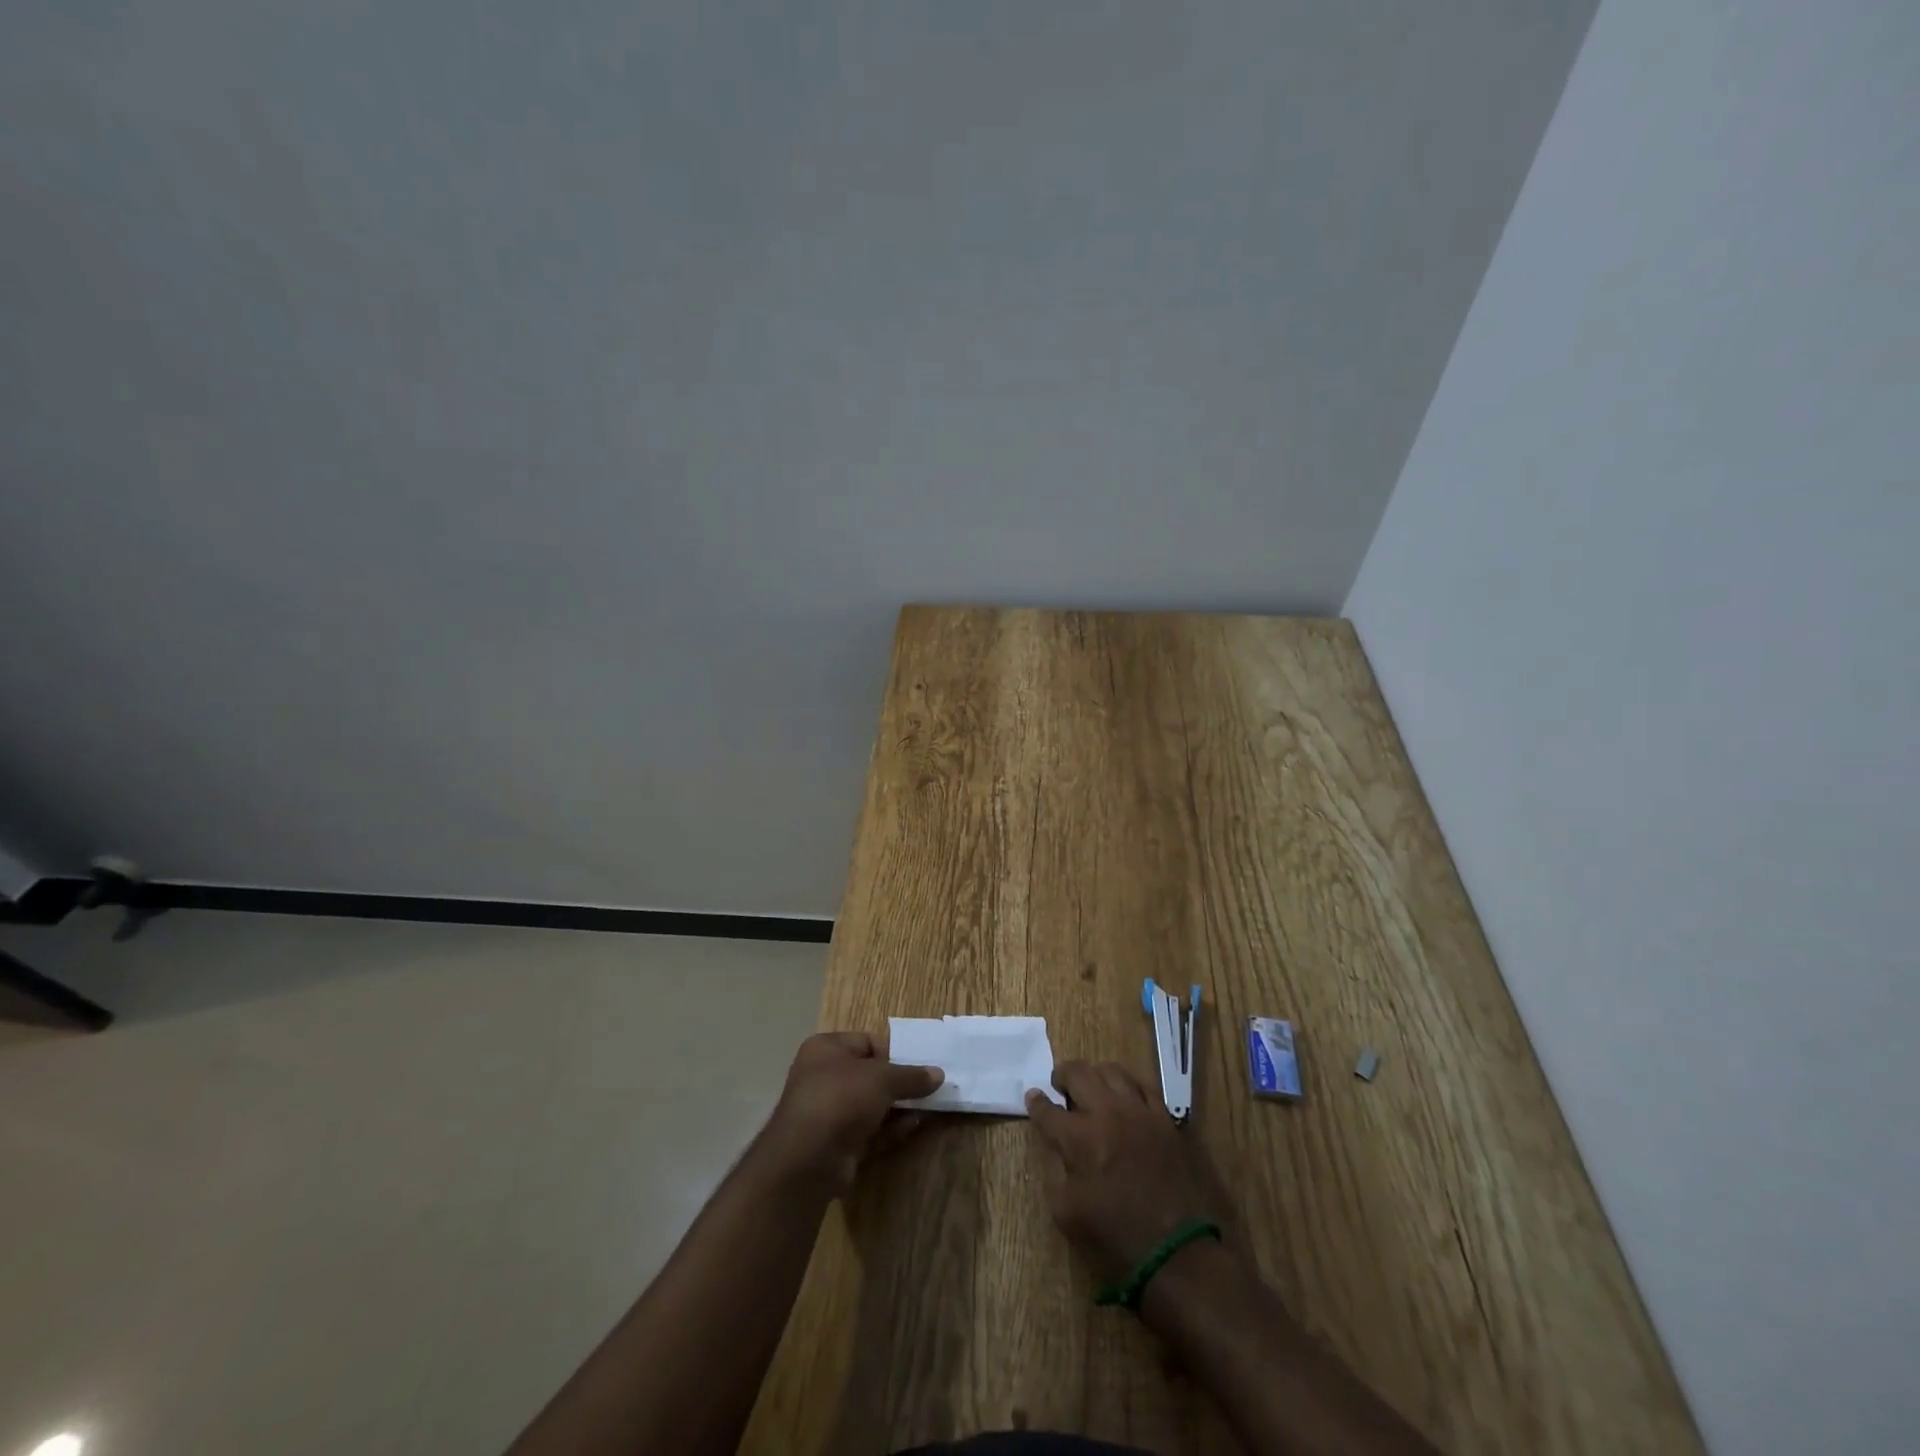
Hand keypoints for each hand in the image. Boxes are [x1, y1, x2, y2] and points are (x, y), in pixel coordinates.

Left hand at [758, 1031, 943, 1194]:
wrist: (807, 1160)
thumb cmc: (841, 1098)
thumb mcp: (882, 1078)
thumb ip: (911, 1076)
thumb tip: (938, 1074)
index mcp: (826, 1049)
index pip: (866, 1042)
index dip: (894, 1052)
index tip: (920, 1063)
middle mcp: (823, 1077)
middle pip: (870, 1075)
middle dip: (899, 1083)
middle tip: (930, 1087)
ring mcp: (828, 1113)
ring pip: (871, 1106)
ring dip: (899, 1107)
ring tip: (930, 1106)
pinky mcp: (836, 1145)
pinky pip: (869, 1131)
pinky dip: (890, 1129)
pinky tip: (915, 1126)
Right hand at [1025, 1061, 1230, 1283]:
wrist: (1179, 1255)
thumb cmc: (1116, 1240)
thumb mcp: (1067, 1214)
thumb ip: (1055, 1170)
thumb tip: (1054, 1143)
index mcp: (1079, 1138)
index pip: (1048, 1109)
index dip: (1036, 1102)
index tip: (1033, 1098)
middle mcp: (1108, 1113)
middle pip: (1079, 1073)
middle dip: (1062, 1075)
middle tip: (1060, 1086)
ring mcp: (1140, 1112)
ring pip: (1112, 1071)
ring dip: (1095, 1075)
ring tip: (1093, 1088)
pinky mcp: (1166, 1120)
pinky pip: (1144, 1086)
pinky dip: (1128, 1085)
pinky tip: (1125, 1097)